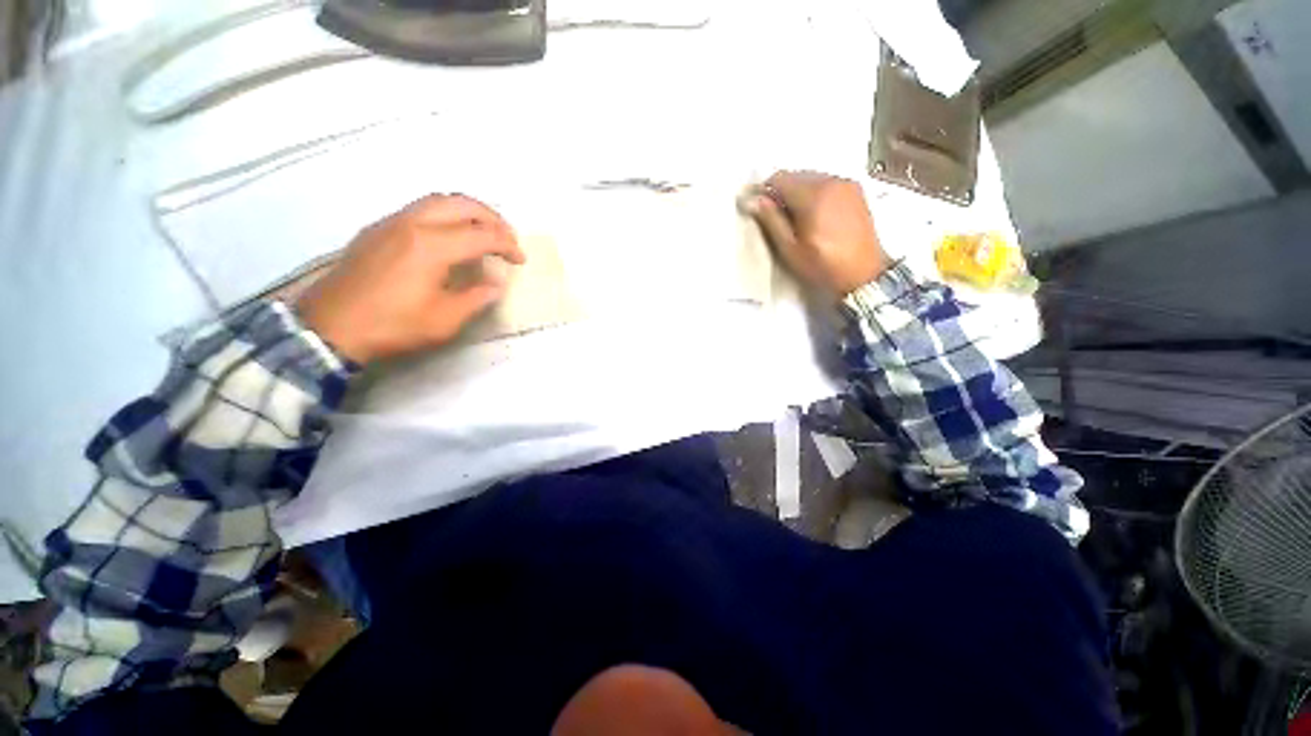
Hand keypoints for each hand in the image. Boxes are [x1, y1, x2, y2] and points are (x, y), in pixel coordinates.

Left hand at [296, 194, 525, 362]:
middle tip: (507, 237)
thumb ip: (476, 298)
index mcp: (431, 246)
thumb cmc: (392, 326)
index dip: (507, 246)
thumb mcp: (444, 320)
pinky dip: (445, 215)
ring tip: (483, 231)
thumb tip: (496, 284)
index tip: (520, 260)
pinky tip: (449, 237)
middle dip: (492, 217)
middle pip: (461, 203)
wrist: (329, 327)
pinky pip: (419, 209)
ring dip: (468, 212)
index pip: (481, 235)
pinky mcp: (377, 230)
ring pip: (437, 201)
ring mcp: (390, 223)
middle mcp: (412, 224)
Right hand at [747, 171, 889, 299]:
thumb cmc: (823, 266)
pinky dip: (815, 194)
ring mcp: (847, 184)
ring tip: (796, 220)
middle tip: (777, 219)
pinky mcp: (856, 191)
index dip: (765, 191)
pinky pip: (827, 183)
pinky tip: (814, 216)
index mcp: (814, 195)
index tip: (759, 209)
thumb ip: (771, 220)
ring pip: (811, 178)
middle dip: (782, 193)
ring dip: (799, 193)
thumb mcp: (790, 249)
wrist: (863, 274)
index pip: (780, 178)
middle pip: (796, 175)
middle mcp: (832, 181)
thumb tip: (753, 200)